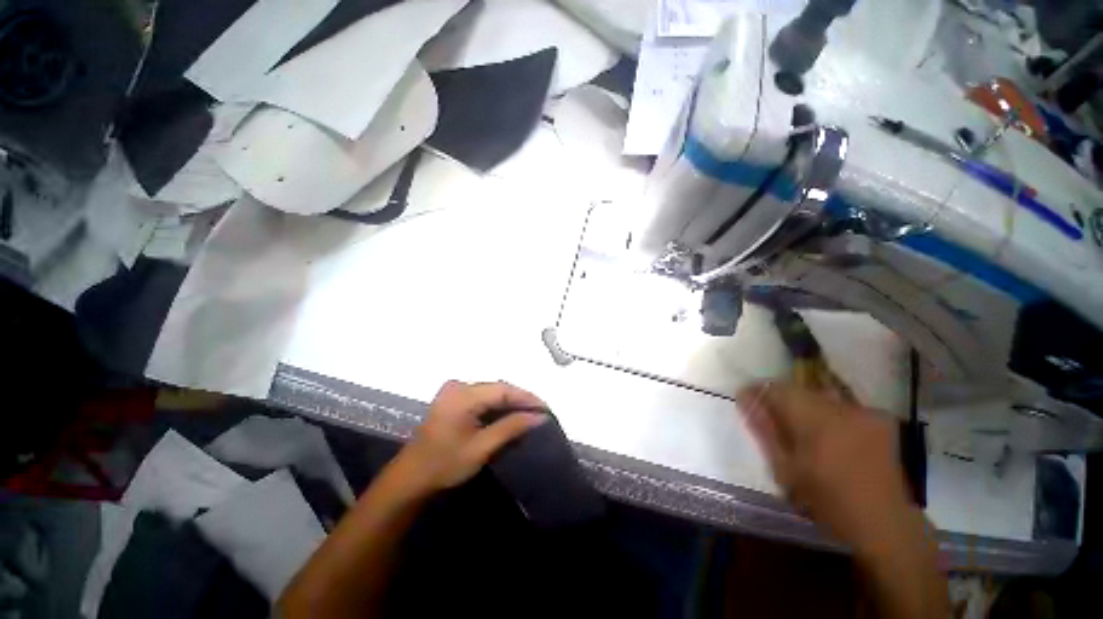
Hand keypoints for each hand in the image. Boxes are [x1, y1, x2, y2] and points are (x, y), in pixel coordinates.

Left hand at [393, 380, 547, 492]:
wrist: (409, 479)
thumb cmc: (444, 465)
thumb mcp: (482, 447)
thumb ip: (512, 427)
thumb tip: (540, 416)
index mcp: (463, 395)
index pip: (503, 389)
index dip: (527, 397)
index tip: (546, 409)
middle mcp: (458, 386)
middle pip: (497, 388)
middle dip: (520, 399)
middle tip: (541, 412)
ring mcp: (453, 391)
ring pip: (491, 392)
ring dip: (510, 402)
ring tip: (530, 413)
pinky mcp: (452, 399)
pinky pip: (482, 397)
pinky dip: (497, 405)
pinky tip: (509, 414)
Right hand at [737, 382, 914, 555]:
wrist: (884, 525)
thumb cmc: (827, 501)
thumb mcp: (784, 469)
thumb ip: (764, 429)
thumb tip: (744, 397)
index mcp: (816, 419)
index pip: (776, 388)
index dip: (758, 392)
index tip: (748, 402)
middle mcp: (842, 407)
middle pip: (799, 390)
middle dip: (782, 402)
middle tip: (774, 423)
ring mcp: (865, 412)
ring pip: (820, 397)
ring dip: (805, 408)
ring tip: (802, 433)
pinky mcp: (880, 420)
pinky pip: (842, 406)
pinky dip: (829, 415)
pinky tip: (830, 437)